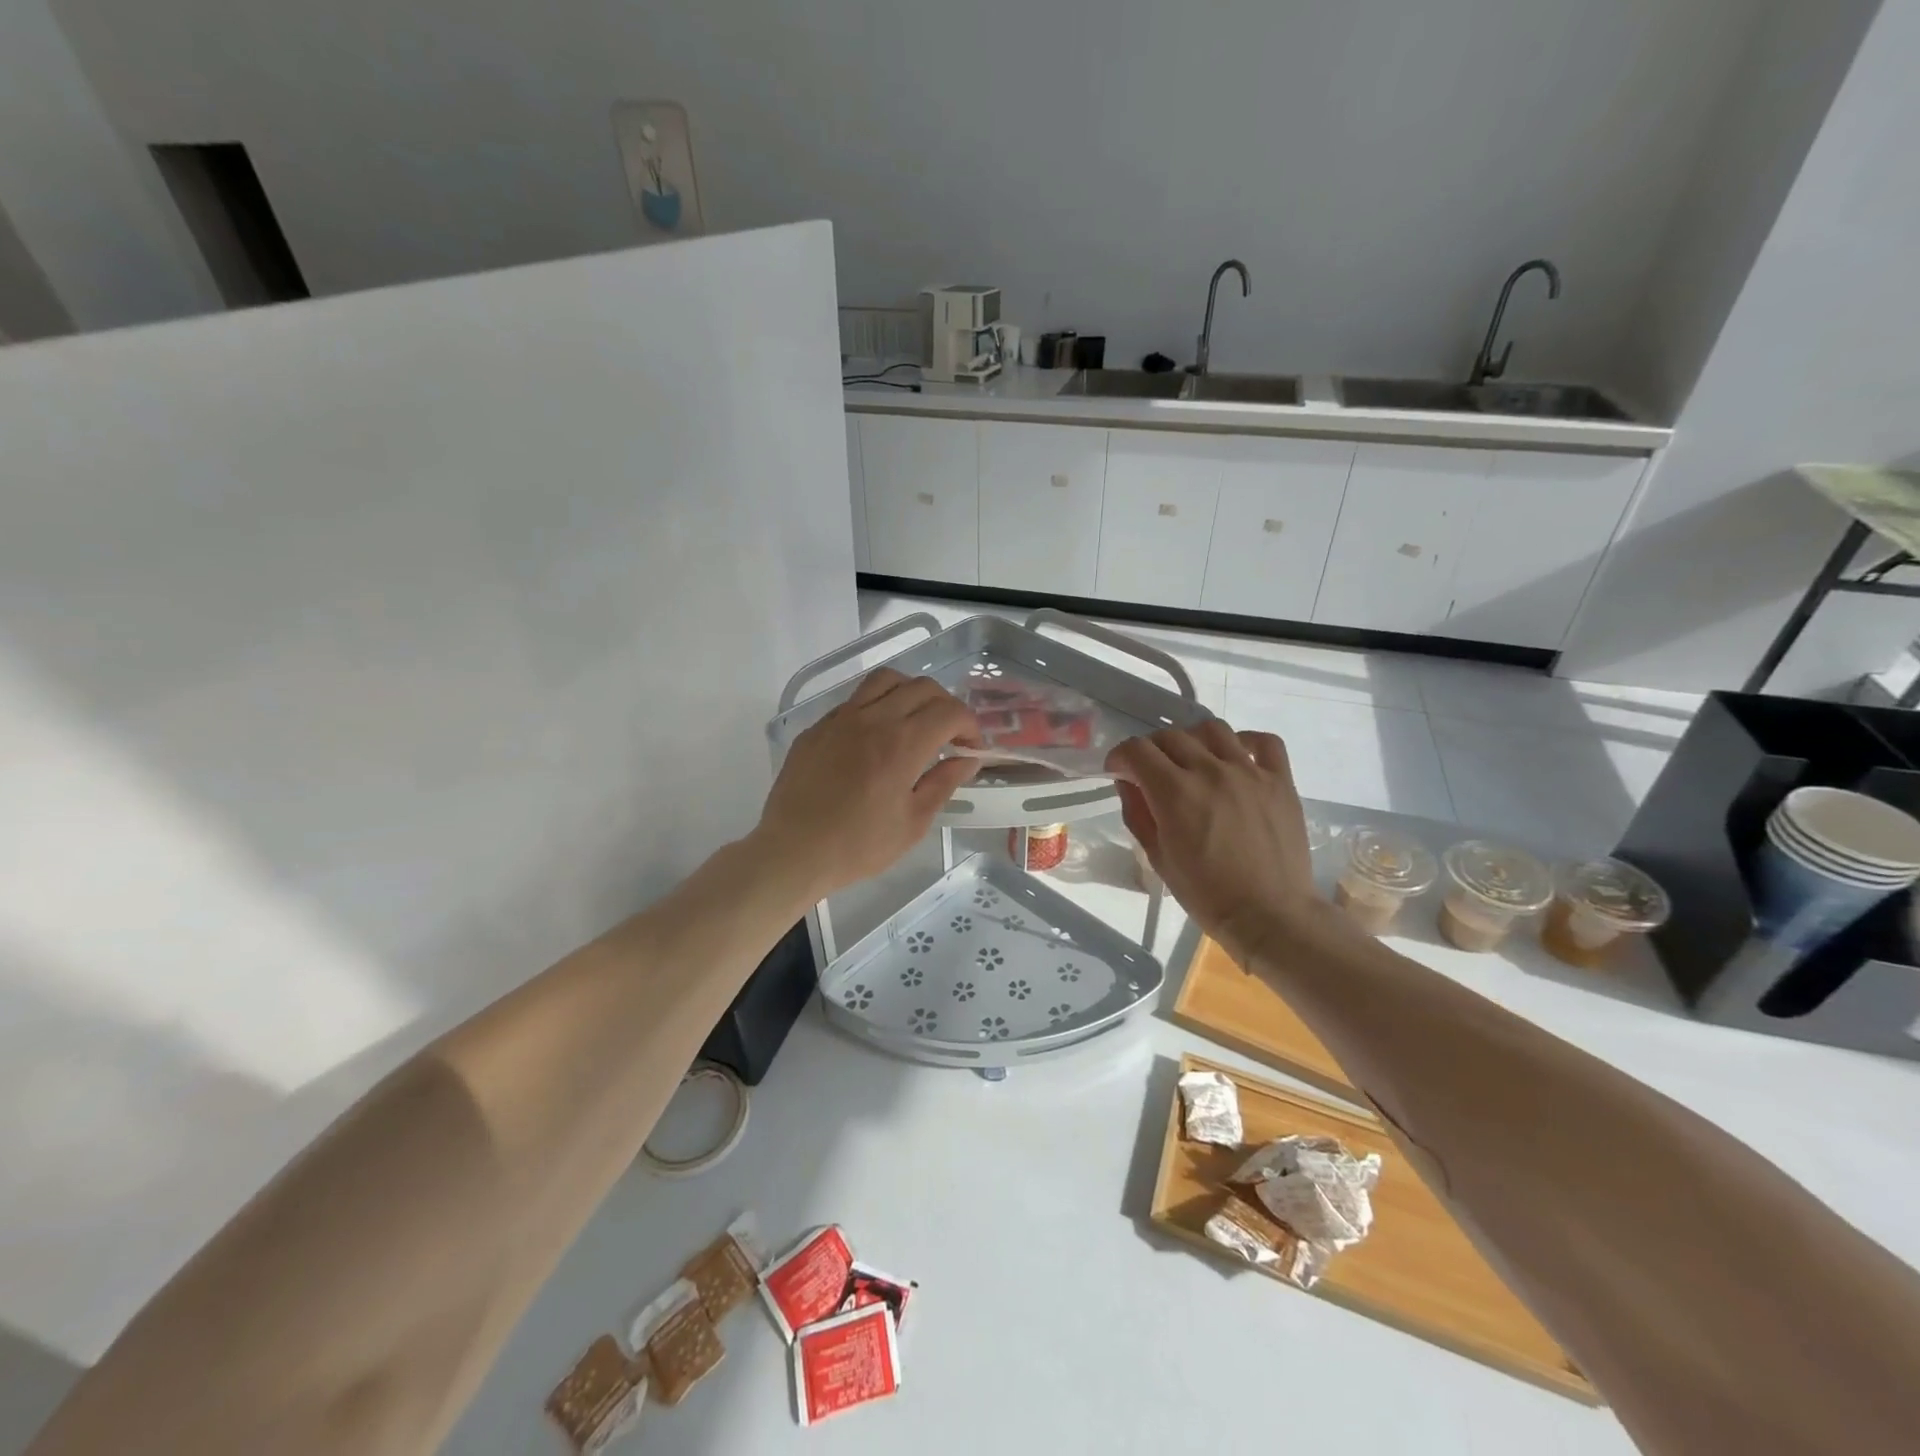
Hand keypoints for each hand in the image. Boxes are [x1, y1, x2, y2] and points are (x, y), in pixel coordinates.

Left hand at [754, 668, 979, 900]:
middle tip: (949, 735)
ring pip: (886, 680)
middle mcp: (873, 719)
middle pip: (922, 687)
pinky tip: (877, 735)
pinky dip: (878, 705)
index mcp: (901, 745)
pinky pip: (855, 700)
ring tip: (915, 720)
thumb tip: (968, 759)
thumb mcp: (913, 822)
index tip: (971, 747)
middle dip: (946, 706)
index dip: (970, 725)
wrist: (793, 851)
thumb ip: (944, 783)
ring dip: (911, 693)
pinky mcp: (818, 727)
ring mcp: (840, 719)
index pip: (949, 711)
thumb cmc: (858, 846)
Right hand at [1107, 720, 1316, 962]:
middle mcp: (1210, 771)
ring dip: (1192, 739)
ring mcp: (1249, 772)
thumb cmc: (1207, 895)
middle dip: (1151, 750)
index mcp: (1174, 792)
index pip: (1136, 750)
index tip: (1119, 772)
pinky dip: (1246, 741)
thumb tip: (1129, 782)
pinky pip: (1265, 742)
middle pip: (1170, 736)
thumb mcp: (1158, 858)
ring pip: (1213, 729)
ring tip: (1192, 760)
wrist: (1271, 915)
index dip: (1120, 757)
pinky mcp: (1280, 781)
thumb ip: (1138, 813)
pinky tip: (1236, 757)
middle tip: (1151, 772)